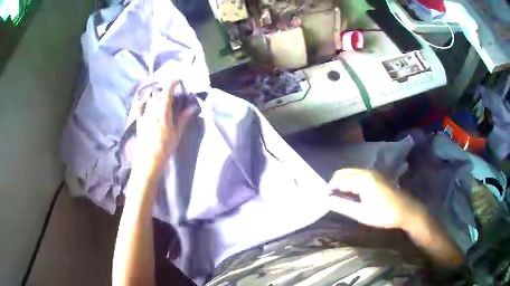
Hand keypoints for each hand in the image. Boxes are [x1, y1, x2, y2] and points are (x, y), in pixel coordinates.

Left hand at [134, 80, 194, 172]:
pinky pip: (139, 106)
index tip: (178, 80)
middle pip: (157, 93)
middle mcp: (152, 110)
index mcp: (162, 112)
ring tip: (161, 98)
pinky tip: (146, 102)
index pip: (167, 92)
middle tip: (172, 93)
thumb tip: (193, 107)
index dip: (172, 83)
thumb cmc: (165, 147)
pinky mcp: (139, 121)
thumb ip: (183, 118)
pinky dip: (144, 101)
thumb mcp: (177, 133)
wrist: (148, 160)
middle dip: (165, 90)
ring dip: (156, 95)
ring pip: (149, 98)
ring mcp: (144, 115)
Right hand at [328, 168, 424, 228]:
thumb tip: (327, 201)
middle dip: (335, 183)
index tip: (325, 199)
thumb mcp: (361, 214)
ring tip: (340, 197)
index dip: (329, 189)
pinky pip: (358, 174)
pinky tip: (352, 193)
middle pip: (343, 172)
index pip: (338, 180)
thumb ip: (343, 206)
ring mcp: (372, 172)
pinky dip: (351, 180)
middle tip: (332, 198)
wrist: (405, 210)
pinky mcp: (376, 175)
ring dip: (343, 181)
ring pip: (351, 172)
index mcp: (362, 179)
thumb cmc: (384, 214)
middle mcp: (366, 171)